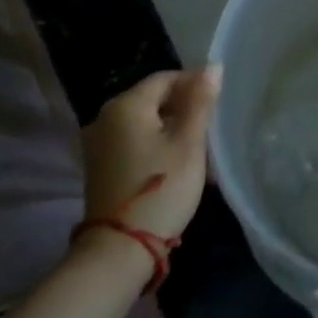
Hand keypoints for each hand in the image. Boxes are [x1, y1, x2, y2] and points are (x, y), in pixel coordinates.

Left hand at [82, 68, 220, 240]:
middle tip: (211, 129)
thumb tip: (213, 66)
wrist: (118, 251)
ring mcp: (99, 143)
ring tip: (199, 149)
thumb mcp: (188, 143)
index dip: (194, 84)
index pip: (166, 78)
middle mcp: (105, 117)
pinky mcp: (101, 166)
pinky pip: (134, 141)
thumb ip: (200, 101)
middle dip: (184, 108)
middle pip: (153, 99)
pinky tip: (176, 164)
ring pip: (145, 122)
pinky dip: (156, 144)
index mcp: (126, 105)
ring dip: (172, 128)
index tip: (217, 104)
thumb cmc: (161, 188)